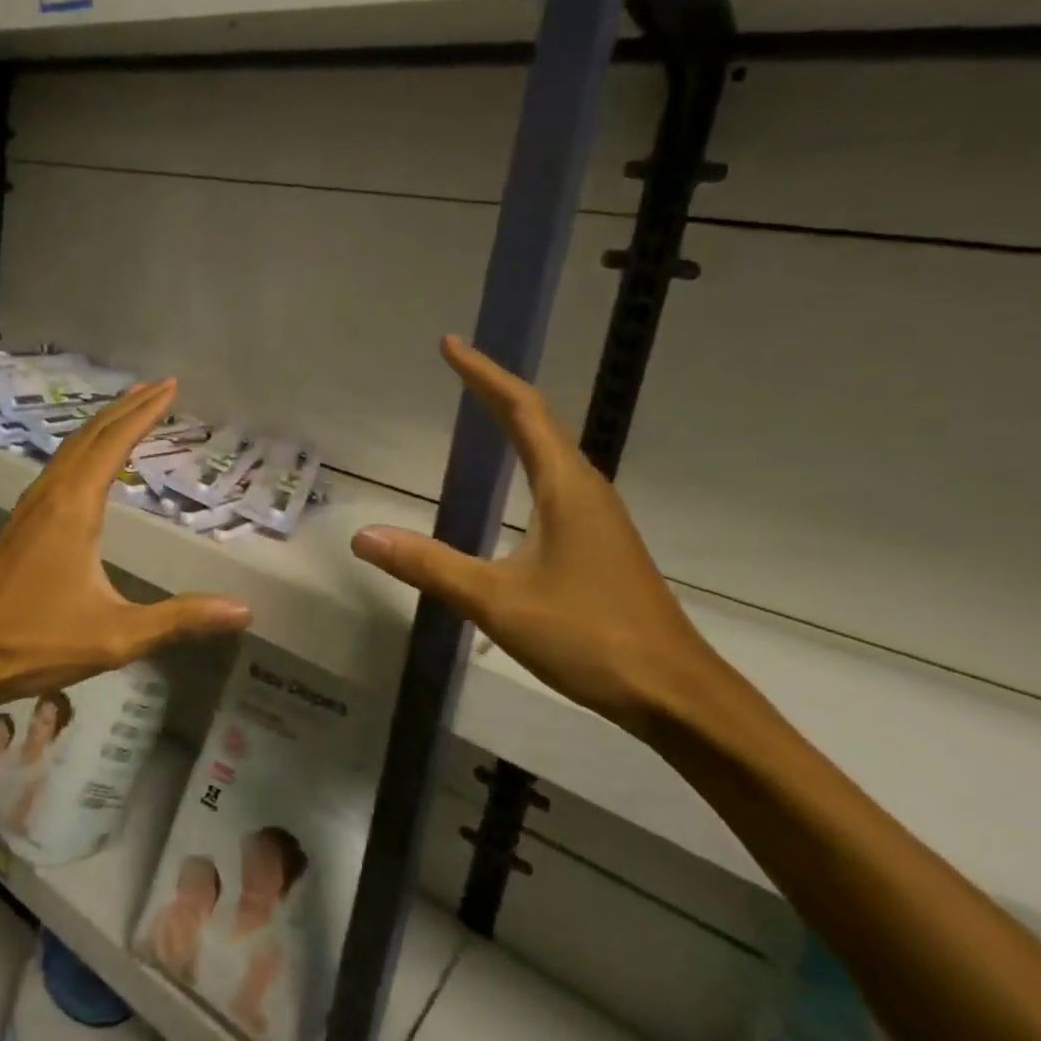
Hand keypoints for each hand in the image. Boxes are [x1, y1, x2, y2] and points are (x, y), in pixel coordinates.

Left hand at [0, 381, 252, 712]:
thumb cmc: (35, 642)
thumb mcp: (116, 635)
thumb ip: (179, 619)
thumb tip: (243, 610)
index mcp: (74, 506)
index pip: (115, 443)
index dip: (145, 412)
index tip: (171, 386)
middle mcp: (51, 494)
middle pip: (91, 435)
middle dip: (127, 407)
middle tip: (160, 386)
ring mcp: (30, 506)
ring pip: (70, 448)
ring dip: (103, 424)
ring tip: (130, 410)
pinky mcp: (20, 523)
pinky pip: (58, 467)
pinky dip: (83, 448)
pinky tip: (89, 462)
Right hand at [350, 337, 733, 735]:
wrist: (677, 695)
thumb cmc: (590, 637)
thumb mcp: (497, 601)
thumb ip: (429, 565)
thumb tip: (363, 536)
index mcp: (566, 487)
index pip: (521, 410)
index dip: (484, 375)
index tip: (451, 345)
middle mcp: (586, 490)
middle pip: (539, 422)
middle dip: (496, 390)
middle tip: (457, 369)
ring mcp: (598, 518)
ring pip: (552, 453)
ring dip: (516, 424)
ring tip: (481, 410)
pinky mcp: (600, 545)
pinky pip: (557, 482)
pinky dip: (527, 461)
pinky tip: (516, 484)